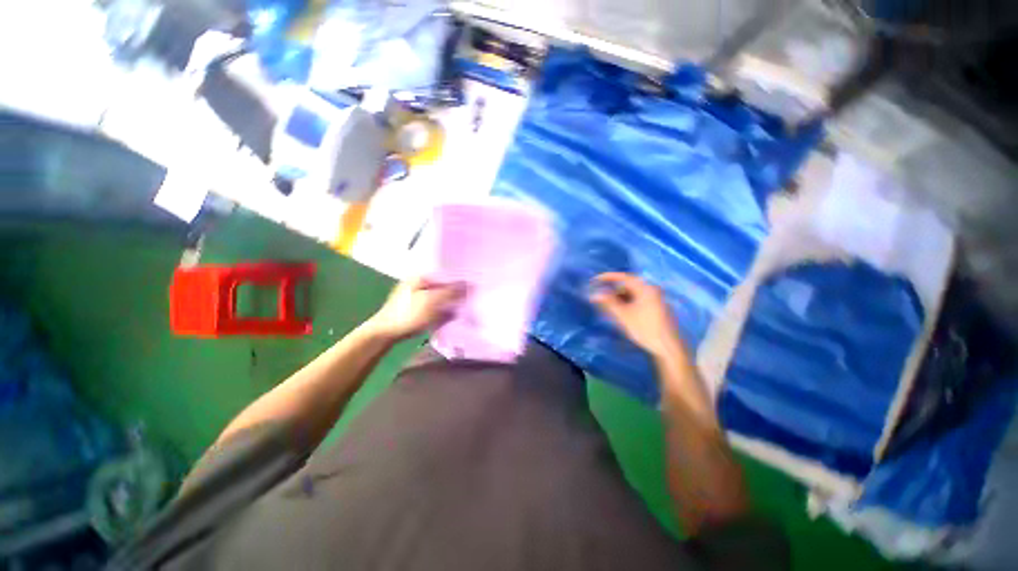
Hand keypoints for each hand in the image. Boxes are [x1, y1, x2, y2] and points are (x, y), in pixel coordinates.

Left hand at [367, 277, 467, 341]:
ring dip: (450, 302)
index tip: (474, 288)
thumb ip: (452, 292)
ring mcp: (416, 296)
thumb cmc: (408, 314)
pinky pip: (435, 306)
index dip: (460, 280)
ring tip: (463, 308)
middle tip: (471, 299)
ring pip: (440, 296)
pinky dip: (442, 310)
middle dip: (456, 292)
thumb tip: (470, 284)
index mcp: (422, 276)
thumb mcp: (432, 301)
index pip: (447, 274)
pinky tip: (450, 316)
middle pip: (444, 285)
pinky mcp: (415, 308)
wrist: (384, 333)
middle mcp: (419, 283)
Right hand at [589, 272, 687, 359]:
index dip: (608, 277)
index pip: (623, 277)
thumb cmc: (645, 329)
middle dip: (613, 290)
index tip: (595, 280)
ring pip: (633, 293)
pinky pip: (639, 299)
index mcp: (645, 288)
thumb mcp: (623, 315)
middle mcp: (652, 290)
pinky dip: (628, 302)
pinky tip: (622, 312)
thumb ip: (608, 303)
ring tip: (610, 308)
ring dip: (620, 298)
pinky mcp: (657, 307)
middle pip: (628, 285)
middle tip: (601, 297)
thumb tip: (594, 294)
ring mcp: (656, 299)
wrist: (668, 348)